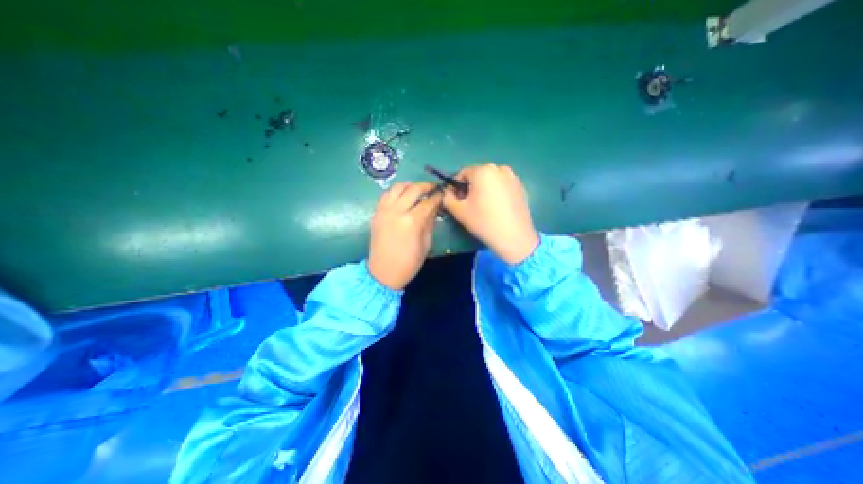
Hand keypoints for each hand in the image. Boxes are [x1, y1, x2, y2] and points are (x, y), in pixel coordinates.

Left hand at [367, 179, 439, 286]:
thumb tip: (434, 207)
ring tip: (417, 189)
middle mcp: (397, 211)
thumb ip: (430, 222)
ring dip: (410, 185)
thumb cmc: (409, 262)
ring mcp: (384, 210)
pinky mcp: (376, 213)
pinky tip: (402, 196)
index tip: (443, 193)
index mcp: (412, 221)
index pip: (428, 201)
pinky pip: (386, 195)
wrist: (383, 273)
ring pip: (397, 187)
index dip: (438, 196)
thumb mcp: (426, 244)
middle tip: (433, 187)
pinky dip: (396, 192)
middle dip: (426, 185)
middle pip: (413, 189)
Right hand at [445, 163, 537, 263]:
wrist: (514, 236)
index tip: (458, 201)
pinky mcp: (521, 187)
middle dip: (471, 187)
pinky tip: (498, 208)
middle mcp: (499, 169)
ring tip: (485, 207)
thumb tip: (449, 192)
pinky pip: (503, 185)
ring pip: (491, 180)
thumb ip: (447, 197)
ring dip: (484, 189)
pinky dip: (497, 192)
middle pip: (478, 175)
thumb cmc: (483, 221)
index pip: (463, 173)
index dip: (457, 187)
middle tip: (470, 205)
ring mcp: (513, 177)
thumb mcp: (458, 211)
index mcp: (483, 171)